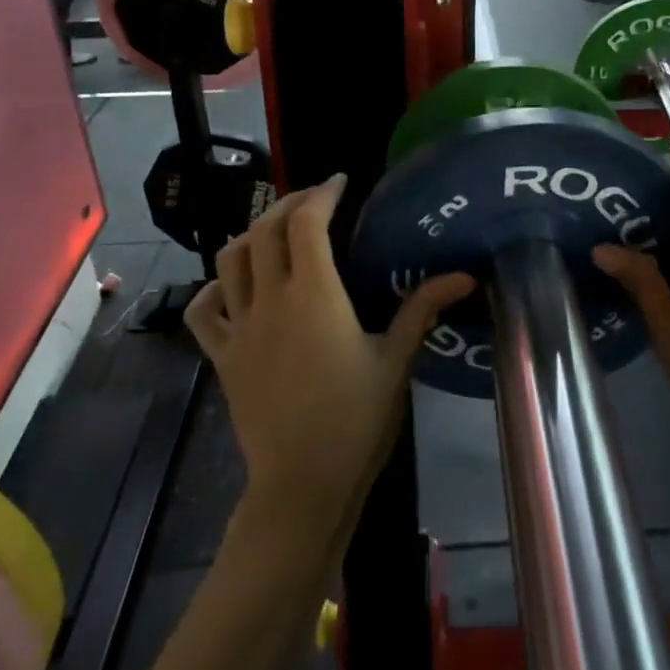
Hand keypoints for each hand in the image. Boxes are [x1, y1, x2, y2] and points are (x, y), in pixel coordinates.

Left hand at [185, 176, 470, 535]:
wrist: (301, 486)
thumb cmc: (355, 420)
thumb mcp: (396, 360)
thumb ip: (423, 309)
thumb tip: (466, 275)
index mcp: (314, 294)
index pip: (307, 223)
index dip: (322, 194)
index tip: (341, 182)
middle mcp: (271, 299)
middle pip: (266, 229)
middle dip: (290, 204)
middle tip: (316, 201)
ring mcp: (240, 327)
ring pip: (229, 259)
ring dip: (252, 234)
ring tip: (277, 233)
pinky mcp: (223, 356)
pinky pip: (204, 311)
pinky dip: (214, 289)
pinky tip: (233, 287)